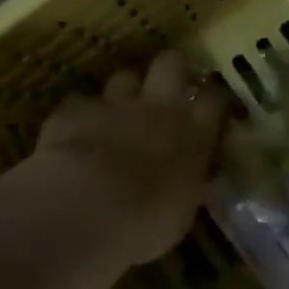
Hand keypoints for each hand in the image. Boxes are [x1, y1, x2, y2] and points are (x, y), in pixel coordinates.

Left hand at [32, 51, 230, 266]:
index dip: (212, 97)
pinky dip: (80, 115)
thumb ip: (186, 183)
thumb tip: (187, 179)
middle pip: (171, 64)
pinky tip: (75, 131)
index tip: (210, 104)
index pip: (214, 99)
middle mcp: (158, 109)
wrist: (87, 211)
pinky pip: (79, 102)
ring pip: (125, 76)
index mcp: (193, 136)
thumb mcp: (182, 211)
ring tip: (119, 111)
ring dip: (124, 91)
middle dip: (170, 70)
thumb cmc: (147, 224)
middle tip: (166, 87)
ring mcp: (114, 105)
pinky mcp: (73, 111)